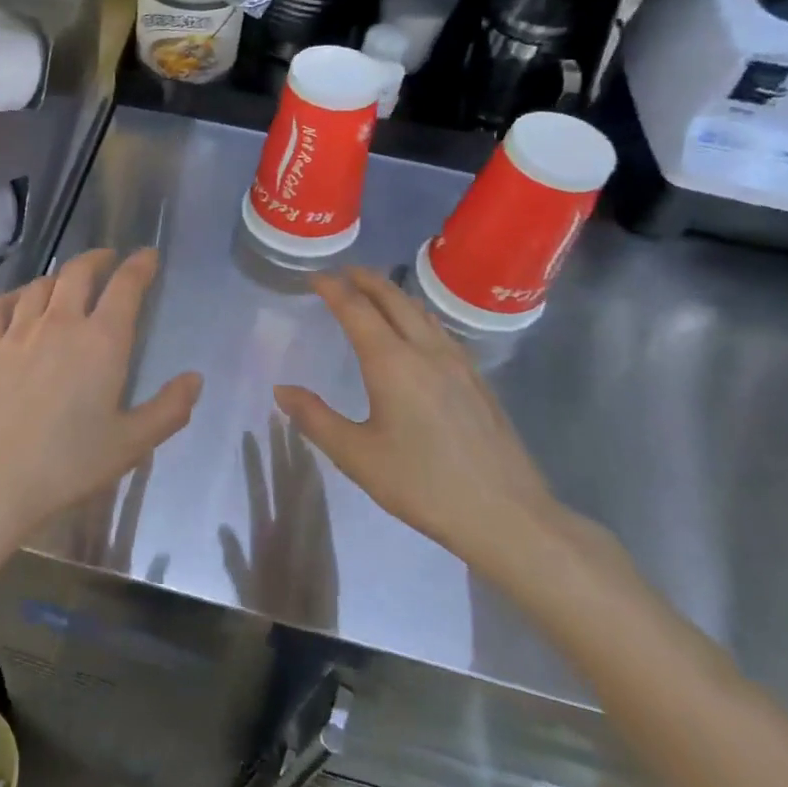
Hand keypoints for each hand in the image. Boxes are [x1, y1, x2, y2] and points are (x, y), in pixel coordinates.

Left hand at [0, 248, 202, 553]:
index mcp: (102, 341)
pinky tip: (17, 301)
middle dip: (98, 258)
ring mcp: (17, 332)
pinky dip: (14, 296)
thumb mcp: (130, 444)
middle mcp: (60, 324)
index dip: (139, 265)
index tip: (148, 255)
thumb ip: (168, 410)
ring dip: (59, 277)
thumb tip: (195, 379)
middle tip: (108, 258)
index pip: (125, 287)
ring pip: (40, 286)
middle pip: (79, 273)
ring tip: (67, 281)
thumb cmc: (66, 465)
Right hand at [273, 268, 564, 580]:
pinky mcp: (478, 381)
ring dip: (394, 294)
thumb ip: (315, 418)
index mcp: (392, 363)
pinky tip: (418, 333)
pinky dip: (417, 315)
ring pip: (422, 312)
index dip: (333, 289)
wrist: (506, 514)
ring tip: (376, 293)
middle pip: (394, 300)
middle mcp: (426, 352)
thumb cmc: (423, 485)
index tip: (315, 277)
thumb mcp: (357, 457)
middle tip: (344, 272)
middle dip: (366, 280)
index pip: (357, 310)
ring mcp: (459, 364)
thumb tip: (281, 389)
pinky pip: (441, 331)